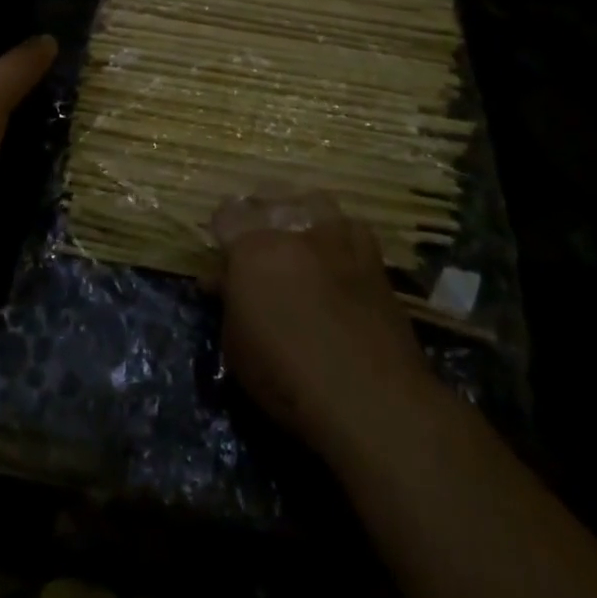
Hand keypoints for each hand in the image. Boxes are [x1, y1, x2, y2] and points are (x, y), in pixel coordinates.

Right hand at [210, 189, 439, 465]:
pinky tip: (339, 258)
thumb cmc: (288, 379)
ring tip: (299, 241)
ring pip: (314, 202)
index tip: (223, 254)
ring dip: (302, 214)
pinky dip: (341, 237)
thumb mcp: (237, 347)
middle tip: (257, 246)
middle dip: (259, 216)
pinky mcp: (373, 259)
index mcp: (252, 248)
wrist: (370, 398)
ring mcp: (338, 240)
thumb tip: (223, 282)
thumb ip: (229, 302)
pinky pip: (353, 229)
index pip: (227, 213)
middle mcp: (294, 231)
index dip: (223, 230)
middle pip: (270, 199)